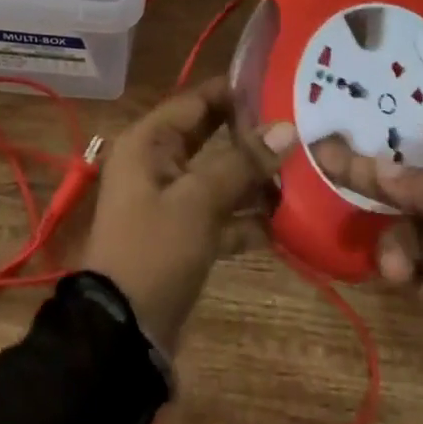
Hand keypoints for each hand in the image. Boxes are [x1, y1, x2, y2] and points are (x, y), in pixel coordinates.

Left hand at [80, 76, 295, 349]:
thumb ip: (243, 163)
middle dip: (251, 136)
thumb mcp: (199, 201)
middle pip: (210, 136)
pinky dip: (246, 217)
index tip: (280, 86)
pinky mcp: (183, 235)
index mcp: (148, 141)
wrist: (120, 337)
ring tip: (302, 174)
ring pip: (218, 175)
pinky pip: (220, 213)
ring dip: (254, 179)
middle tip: (299, 127)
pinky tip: (285, 222)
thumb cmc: (154, 250)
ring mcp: (170, 200)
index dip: (236, 92)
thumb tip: (287, 128)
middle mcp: (157, 162)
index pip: (197, 100)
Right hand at [314, 117, 422, 423]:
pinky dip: (404, 275)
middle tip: (325, 158)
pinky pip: (419, 277)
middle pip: (412, 182)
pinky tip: (399, 278)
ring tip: (395, 264)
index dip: (406, 125)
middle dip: (373, 175)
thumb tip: (377, 166)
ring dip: (394, 239)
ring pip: (409, 229)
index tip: (360, 115)